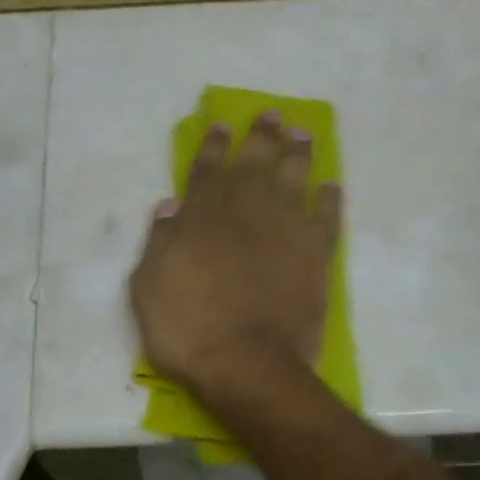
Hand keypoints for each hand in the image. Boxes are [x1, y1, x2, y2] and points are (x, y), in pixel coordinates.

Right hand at [130, 111, 341, 395]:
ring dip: (297, 153)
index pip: (207, 170)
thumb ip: (159, 242)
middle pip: (254, 162)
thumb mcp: (148, 287)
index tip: (223, 124)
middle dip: (261, 136)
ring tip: (302, 133)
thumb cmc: (187, 329)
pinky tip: (331, 185)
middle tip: (272, 114)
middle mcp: (245, 211)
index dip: (214, 145)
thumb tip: (171, 206)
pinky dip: (329, 198)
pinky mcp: (315, 254)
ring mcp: (284, 229)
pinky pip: (326, 216)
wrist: (246, 364)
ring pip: (293, 178)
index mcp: (202, 217)